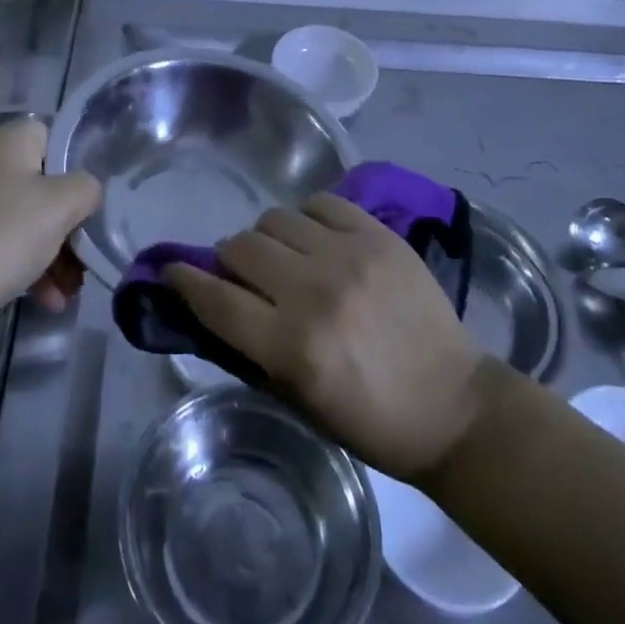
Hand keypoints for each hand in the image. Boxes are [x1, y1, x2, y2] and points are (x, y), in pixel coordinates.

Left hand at [0, 118, 101, 317]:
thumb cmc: (1, 237)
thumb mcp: (61, 206)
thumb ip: (86, 188)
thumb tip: (85, 191)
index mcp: (5, 140)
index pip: (53, 137)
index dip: (76, 168)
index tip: (90, 204)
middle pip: (41, 182)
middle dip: (68, 223)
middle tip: (85, 257)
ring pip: (24, 217)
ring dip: (52, 252)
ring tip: (69, 292)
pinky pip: (1, 240)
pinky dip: (25, 264)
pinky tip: (46, 301)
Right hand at [164, 193, 490, 481]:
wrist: (453, 405)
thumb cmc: (371, 420)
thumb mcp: (298, 400)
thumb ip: (251, 347)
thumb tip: (214, 301)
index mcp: (293, 348)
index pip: (216, 299)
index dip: (184, 280)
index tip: (171, 270)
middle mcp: (315, 292)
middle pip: (241, 247)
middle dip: (230, 261)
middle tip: (244, 275)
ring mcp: (349, 256)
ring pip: (275, 218)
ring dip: (268, 239)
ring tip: (286, 257)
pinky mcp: (378, 236)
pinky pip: (320, 202)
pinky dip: (308, 218)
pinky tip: (318, 239)